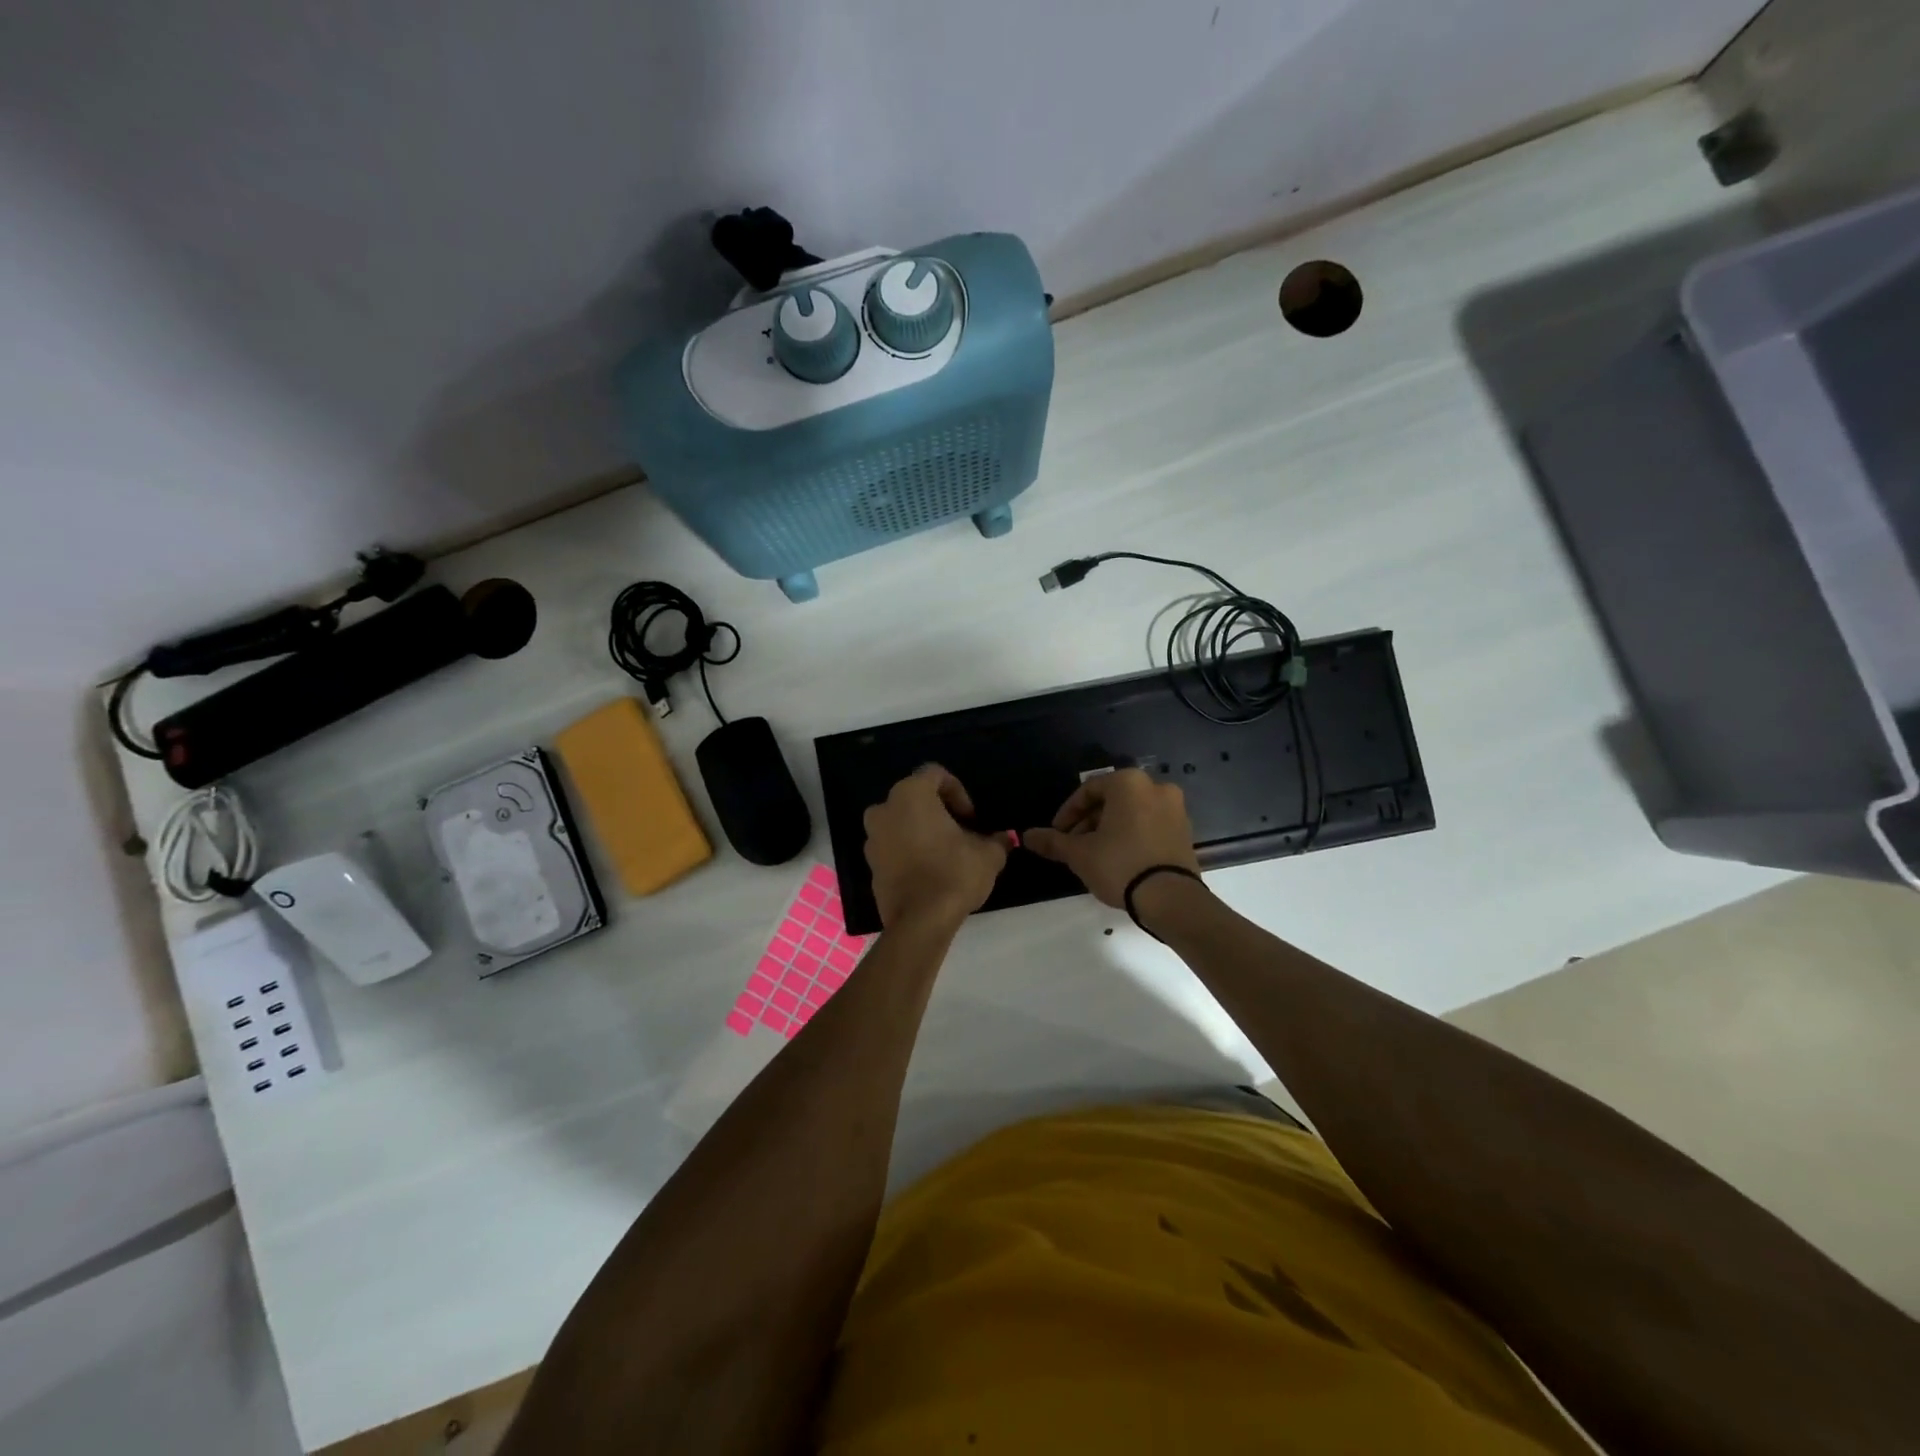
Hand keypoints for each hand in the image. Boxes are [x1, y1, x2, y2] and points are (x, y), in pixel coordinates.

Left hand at [863, 765, 1010, 930]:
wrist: (920, 921)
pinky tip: (929, 871)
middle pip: (915, 798)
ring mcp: (872, 838)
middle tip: (961, 833)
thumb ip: (996, 839)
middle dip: (938, 811)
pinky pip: (892, 847)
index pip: (935, 774)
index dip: (958, 792)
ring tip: (945, 854)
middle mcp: (884, 809)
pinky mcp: (870, 865)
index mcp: (910, 794)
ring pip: (901, 822)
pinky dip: (908, 851)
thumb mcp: (988, 854)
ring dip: (921, 831)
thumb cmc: (954, 874)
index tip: (971, 819)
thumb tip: (1005, 838)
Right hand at [1024, 768, 1199, 907]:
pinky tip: (1118, 859)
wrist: (1171, 899)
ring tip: (1093, 855)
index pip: (1088, 790)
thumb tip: (1026, 836)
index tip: (1057, 834)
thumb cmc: (1120, 865)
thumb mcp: (1079, 853)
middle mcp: (1155, 787)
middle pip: (1111, 800)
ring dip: (1108, 829)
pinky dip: (1131, 835)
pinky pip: (1149, 825)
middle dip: (1088, 821)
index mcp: (1129, 783)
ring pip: (1131, 812)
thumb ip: (1052, 841)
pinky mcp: (1185, 831)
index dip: (1067, 813)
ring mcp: (1175, 809)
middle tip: (1073, 845)